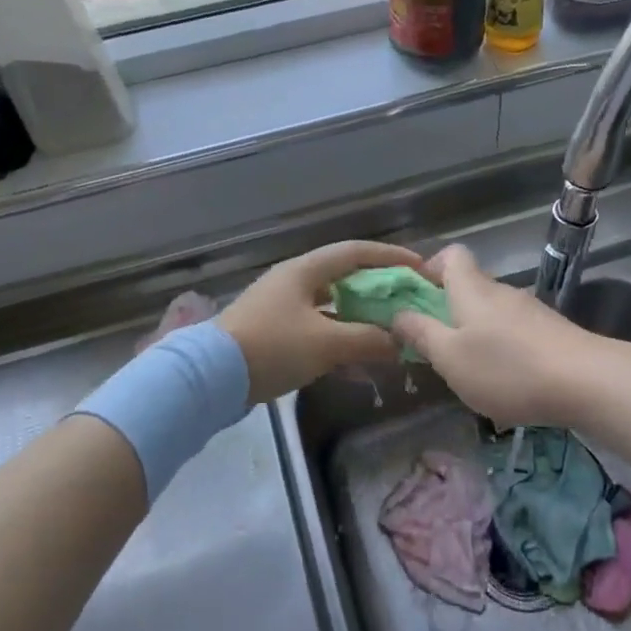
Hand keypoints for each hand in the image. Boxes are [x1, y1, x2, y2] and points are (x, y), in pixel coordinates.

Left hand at [219, 240, 425, 402]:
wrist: (211, 377)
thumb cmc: (272, 347)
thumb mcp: (326, 343)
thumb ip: (368, 339)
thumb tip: (400, 342)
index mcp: (305, 270)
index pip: (356, 252)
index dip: (390, 256)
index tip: (419, 267)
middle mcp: (294, 281)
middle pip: (345, 278)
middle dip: (379, 290)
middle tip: (407, 302)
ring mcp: (282, 308)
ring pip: (332, 307)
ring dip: (361, 319)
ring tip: (390, 333)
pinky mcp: (274, 333)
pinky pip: (318, 329)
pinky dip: (341, 340)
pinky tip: (359, 364)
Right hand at [389, 244, 605, 427]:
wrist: (586, 381)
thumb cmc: (506, 367)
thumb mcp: (450, 357)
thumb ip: (421, 334)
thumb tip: (397, 314)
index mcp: (471, 288)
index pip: (450, 255)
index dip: (429, 269)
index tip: (414, 297)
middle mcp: (500, 291)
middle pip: (469, 285)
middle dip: (447, 309)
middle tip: (432, 344)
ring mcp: (529, 311)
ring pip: (491, 311)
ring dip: (474, 332)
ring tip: (466, 369)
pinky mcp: (550, 332)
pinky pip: (513, 331)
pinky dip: (500, 348)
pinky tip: (503, 380)